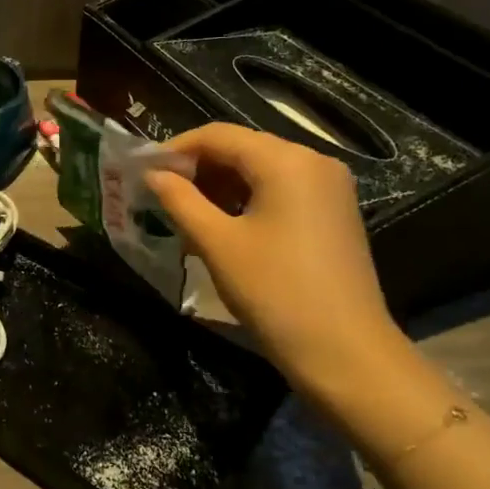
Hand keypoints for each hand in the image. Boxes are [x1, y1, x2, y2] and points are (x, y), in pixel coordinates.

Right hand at [145, 124, 409, 397]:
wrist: (345, 353)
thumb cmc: (275, 292)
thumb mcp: (217, 244)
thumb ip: (180, 201)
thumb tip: (152, 174)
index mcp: (286, 160)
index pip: (219, 135)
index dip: (176, 149)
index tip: (143, 171)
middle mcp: (313, 162)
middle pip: (243, 149)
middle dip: (198, 168)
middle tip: (160, 195)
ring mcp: (329, 188)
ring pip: (261, 171)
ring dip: (220, 186)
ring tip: (185, 215)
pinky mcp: (334, 213)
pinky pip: (281, 191)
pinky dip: (247, 201)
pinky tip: (222, 227)